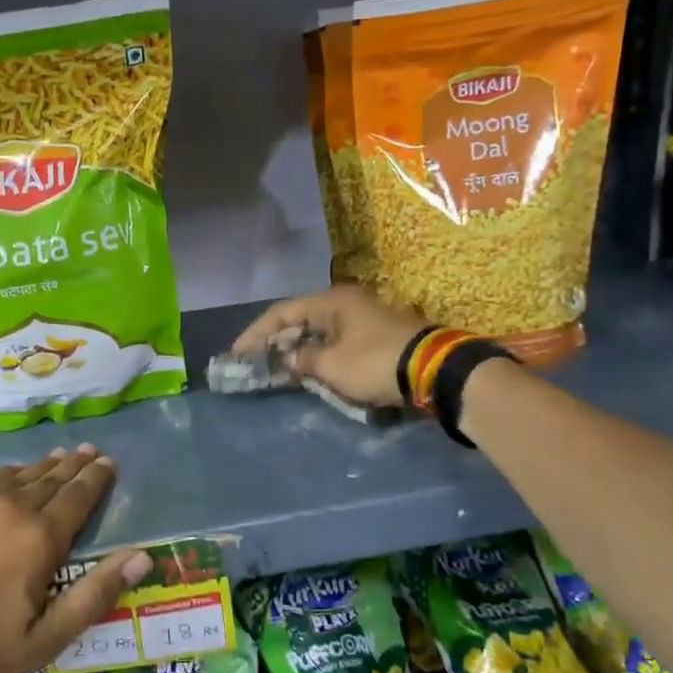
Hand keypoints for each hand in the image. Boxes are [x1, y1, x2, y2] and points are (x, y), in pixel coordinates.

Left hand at [0, 445, 149, 672]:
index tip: (108, 463)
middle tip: (89, 451)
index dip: (96, 480)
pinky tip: (5, 476)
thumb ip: (95, 595)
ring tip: (56, 457)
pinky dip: (3, 476)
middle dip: (73, 466)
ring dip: (39, 467)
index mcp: (38, 538)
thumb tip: (142, 557)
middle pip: (48, 480)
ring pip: (14, 476)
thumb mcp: (44, 639)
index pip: (77, 498)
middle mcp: (8, 508)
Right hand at [234, 285, 425, 408]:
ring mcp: (363, 318)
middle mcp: (345, 303)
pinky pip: (336, 341)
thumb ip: (303, 360)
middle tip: (255, 361)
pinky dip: (319, 354)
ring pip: (319, 331)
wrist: (435, 370)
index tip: (237, 353)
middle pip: (300, 319)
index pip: (282, 312)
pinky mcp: (376, 336)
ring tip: (277, 368)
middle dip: (276, 341)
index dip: (256, 333)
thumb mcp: (332, 365)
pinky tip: (309, 370)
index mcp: (331, 302)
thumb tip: (289, 358)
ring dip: (298, 349)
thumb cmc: (376, 362)